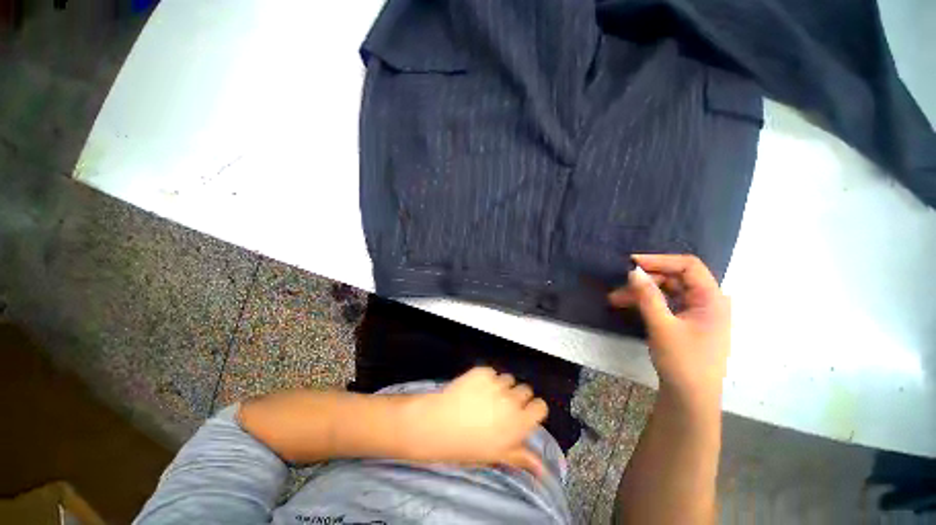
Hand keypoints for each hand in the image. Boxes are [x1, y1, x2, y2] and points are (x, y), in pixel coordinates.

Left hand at [403, 367, 548, 475]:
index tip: (524, 414)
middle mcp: (512, 399)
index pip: (540, 406)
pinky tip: (474, 389)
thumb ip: (521, 457)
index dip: (533, 409)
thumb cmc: (468, 446)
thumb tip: (542, 470)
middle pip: (525, 390)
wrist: (439, 424)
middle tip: (502, 407)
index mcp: (519, 422)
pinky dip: (486, 379)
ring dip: (502, 387)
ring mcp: (496, 383)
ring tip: (486, 397)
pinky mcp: (482, 371)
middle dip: (517, 397)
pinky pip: (492, 372)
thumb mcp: (496, 455)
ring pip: (508, 379)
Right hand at [608, 254, 730, 405]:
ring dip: (642, 292)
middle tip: (619, 287)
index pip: (688, 266)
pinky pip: (666, 304)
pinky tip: (630, 306)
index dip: (659, 260)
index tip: (631, 263)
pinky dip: (648, 303)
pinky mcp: (687, 322)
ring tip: (616, 300)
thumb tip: (633, 271)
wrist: (690, 398)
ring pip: (667, 291)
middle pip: (675, 278)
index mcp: (712, 299)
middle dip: (645, 280)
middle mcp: (708, 301)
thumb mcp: (662, 326)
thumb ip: (648, 296)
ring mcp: (697, 313)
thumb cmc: (683, 362)